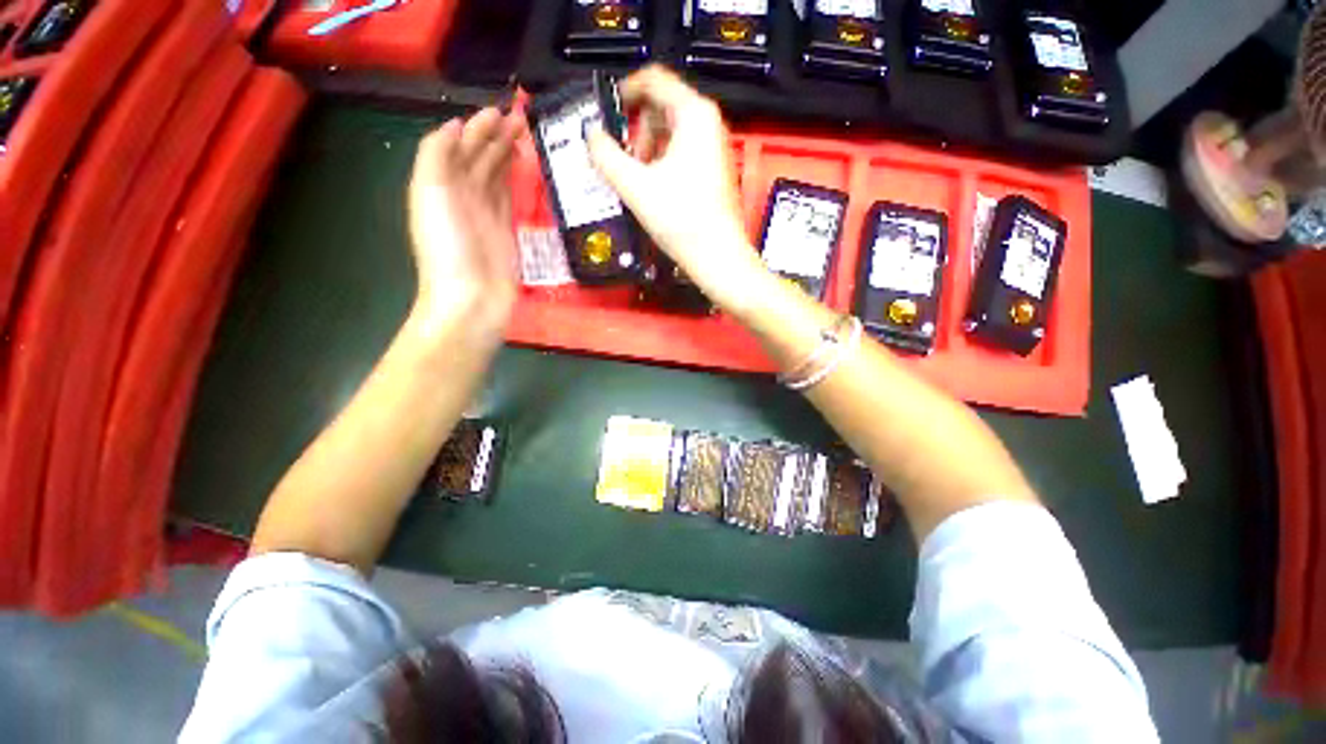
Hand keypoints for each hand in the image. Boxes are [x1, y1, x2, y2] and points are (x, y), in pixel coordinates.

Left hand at [408, 107, 523, 343]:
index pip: (461, 147)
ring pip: (497, 176)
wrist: (471, 299)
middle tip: (520, 118)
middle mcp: (463, 196)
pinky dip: (515, 182)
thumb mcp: (430, 194)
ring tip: (525, 136)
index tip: (499, 111)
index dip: (477, 127)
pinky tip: (523, 171)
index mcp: (442, 185)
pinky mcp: (507, 233)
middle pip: (480, 159)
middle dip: (496, 136)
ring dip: (508, 155)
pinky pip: (510, 199)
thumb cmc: (449, 247)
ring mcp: (486, 216)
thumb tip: (455, 126)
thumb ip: (437, 155)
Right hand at [587, 66, 766, 310]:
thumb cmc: (682, 220)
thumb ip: (605, 155)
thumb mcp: (635, 186)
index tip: (605, 113)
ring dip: (647, 151)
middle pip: (661, 107)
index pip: (653, 80)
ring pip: (670, 133)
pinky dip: (661, 164)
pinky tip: (653, 190)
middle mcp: (708, 124)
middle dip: (636, 131)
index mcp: (693, 115)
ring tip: (637, 181)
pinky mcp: (713, 171)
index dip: (624, 92)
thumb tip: (592, 136)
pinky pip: (680, 153)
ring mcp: (713, 148)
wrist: (717, 257)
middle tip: (622, 160)